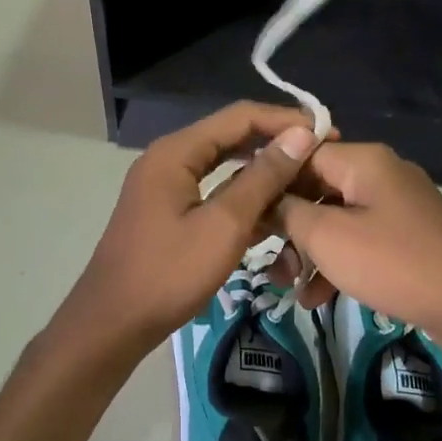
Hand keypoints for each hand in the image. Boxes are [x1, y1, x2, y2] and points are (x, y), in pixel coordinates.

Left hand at [60, 102, 320, 354]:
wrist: (113, 323)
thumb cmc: (169, 273)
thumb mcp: (224, 225)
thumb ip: (262, 178)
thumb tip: (301, 135)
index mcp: (176, 152)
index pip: (240, 117)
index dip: (285, 121)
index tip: (328, 135)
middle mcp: (169, 159)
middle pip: (232, 137)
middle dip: (276, 145)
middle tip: (320, 158)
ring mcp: (166, 186)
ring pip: (224, 166)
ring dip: (262, 173)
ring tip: (304, 183)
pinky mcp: (169, 211)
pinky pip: (213, 191)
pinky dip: (242, 197)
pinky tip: (273, 213)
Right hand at [275, 142, 441, 369]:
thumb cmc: (393, 262)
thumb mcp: (327, 236)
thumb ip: (288, 211)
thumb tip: (266, 198)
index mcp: (362, 160)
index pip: (300, 153)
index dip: (268, 180)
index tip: (242, 211)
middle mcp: (380, 174)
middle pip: (317, 188)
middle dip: (287, 225)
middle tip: (264, 258)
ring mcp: (398, 207)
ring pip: (336, 219)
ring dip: (308, 251)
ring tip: (288, 287)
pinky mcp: (408, 237)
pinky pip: (360, 241)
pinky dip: (337, 264)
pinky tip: (317, 298)